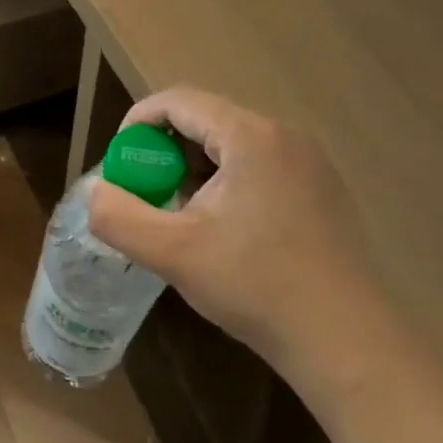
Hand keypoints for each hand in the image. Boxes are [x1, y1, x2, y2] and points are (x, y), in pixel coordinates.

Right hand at [87, 87, 412, 412]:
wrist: (345, 341)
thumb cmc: (256, 287)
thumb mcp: (172, 253)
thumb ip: (119, 217)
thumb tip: (97, 192)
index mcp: (250, 137)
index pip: (178, 101)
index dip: (138, 124)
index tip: (121, 165)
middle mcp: (284, 136)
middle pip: (206, 121)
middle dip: (165, 152)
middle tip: (147, 195)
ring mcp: (309, 163)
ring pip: (232, 145)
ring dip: (194, 170)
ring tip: (181, 216)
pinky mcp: (321, 191)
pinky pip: (260, 166)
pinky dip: (227, 183)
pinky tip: (224, 231)